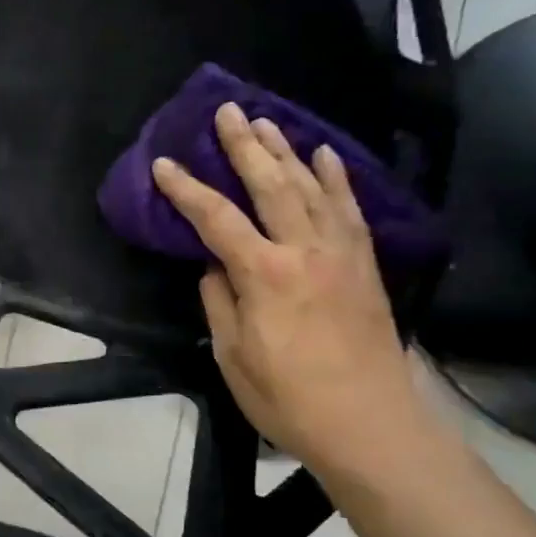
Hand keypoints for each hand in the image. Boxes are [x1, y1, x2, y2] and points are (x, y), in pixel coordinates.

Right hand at [153, 103, 442, 479]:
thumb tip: (215, 268)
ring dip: (286, 151)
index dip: (186, 189)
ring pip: (312, 187)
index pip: (215, 218)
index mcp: (264, 274)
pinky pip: (350, 209)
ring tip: (267, 122)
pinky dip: (337, 178)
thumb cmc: (289, 398)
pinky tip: (326, 155)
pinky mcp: (365, 265)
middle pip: (270, 185)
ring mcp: (341, 254)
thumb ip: (219, 302)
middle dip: (244, 145)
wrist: (371, 425)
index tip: (163, 164)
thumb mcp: (232, 355)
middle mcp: (304, 250)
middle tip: (226, 111)